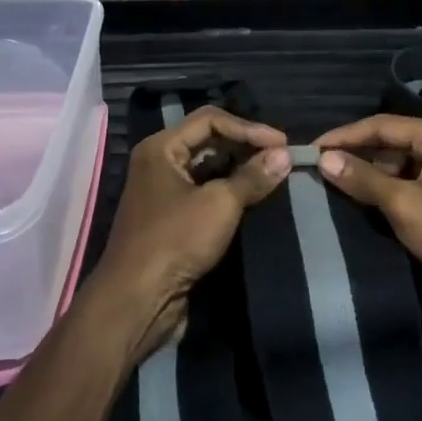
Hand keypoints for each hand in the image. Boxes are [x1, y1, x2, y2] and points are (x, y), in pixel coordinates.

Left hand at [93, 107, 289, 361]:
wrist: (137, 300)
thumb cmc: (175, 240)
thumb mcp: (219, 204)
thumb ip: (253, 177)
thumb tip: (284, 155)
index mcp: (161, 147)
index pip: (210, 120)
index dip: (249, 128)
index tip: (282, 143)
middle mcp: (159, 163)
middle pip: (208, 141)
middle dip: (245, 146)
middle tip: (281, 157)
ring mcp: (163, 192)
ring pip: (207, 167)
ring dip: (239, 169)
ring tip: (274, 174)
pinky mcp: (172, 219)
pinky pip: (204, 192)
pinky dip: (229, 191)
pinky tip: (254, 197)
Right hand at [314, 115, 421, 297]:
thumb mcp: (405, 204)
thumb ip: (363, 179)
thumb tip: (324, 159)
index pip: (383, 125)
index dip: (345, 136)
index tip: (311, 148)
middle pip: (390, 144)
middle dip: (355, 156)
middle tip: (317, 168)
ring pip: (397, 168)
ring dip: (367, 177)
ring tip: (330, 186)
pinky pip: (407, 188)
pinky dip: (383, 194)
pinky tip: (358, 204)